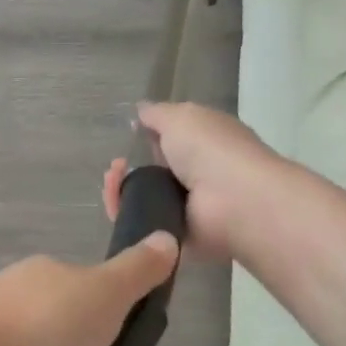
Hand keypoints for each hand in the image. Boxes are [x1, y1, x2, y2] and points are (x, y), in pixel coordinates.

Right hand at [102, 102, 281, 260]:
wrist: (233, 202)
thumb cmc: (211, 150)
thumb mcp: (181, 117)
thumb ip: (157, 114)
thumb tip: (140, 110)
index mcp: (203, 144)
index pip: (169, 141)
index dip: (146, 138)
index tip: (128, 137)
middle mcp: (195, 176)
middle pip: (149, 173)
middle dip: (125, 168)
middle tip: (115, 166)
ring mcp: (184, 208)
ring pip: (139, 199)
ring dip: (119, 189)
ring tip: (112, 182)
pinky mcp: (172, 234)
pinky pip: (139, 224)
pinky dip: (122, 214)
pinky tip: (115, 201)